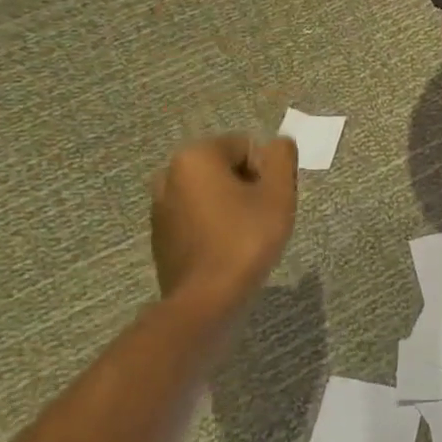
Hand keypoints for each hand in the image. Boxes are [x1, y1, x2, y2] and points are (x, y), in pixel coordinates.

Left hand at [150, 133, 297, 308]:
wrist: (207, 298)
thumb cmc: (246, 239)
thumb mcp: (278, 194)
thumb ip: (282, 158)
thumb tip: (279, 142)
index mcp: (195, 157)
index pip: (246, 146)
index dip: (267, 172)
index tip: (272, 201)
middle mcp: (169, 174)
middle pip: (225, 168)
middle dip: (248, 187)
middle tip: (263, 218)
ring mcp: (160, 206)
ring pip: (210, 193)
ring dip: (230, 206)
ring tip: (246, 236)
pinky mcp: (160, 235)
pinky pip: (196, 217)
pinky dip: (213, 225)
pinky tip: (226, 250)